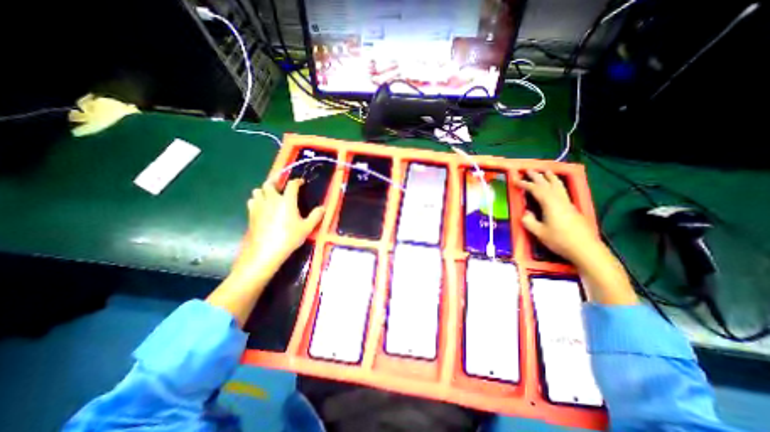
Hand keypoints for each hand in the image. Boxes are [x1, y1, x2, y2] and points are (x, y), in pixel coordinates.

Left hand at [229, 178, 321, 283]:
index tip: (300, 182)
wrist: (266, 251)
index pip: (291, 185)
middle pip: (269, 183)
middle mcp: (271, 199)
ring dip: (264, 190)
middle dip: (276, 181)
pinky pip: (252, 201)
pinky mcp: (251, 214)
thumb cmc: (289, 237)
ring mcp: (259, 206)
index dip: (297, 181)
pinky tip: (262, 206)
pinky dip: (257, 200)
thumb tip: (323, 208)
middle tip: (282, 185)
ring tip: (271, 195)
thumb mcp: (307, 228)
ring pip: (258, 191)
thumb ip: (316, 216)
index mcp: (287, 200)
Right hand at [513, 169, 603, 266]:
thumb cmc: (560, 240)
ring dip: (550, 177)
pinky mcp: (573, 208)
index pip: (535, 190)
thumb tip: (526, 213)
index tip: (515, 180)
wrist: (586, 249)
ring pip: (558, 186)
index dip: (525, 184)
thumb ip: (529, 221)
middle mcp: (560, 200)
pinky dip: (557, 184)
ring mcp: (568, 203)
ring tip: (546, 171)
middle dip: (537, 176)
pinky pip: (563, 191)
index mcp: (550, 204)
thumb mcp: (539, 232)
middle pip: (547, 184)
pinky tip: (556, 186)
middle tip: (528, 170)